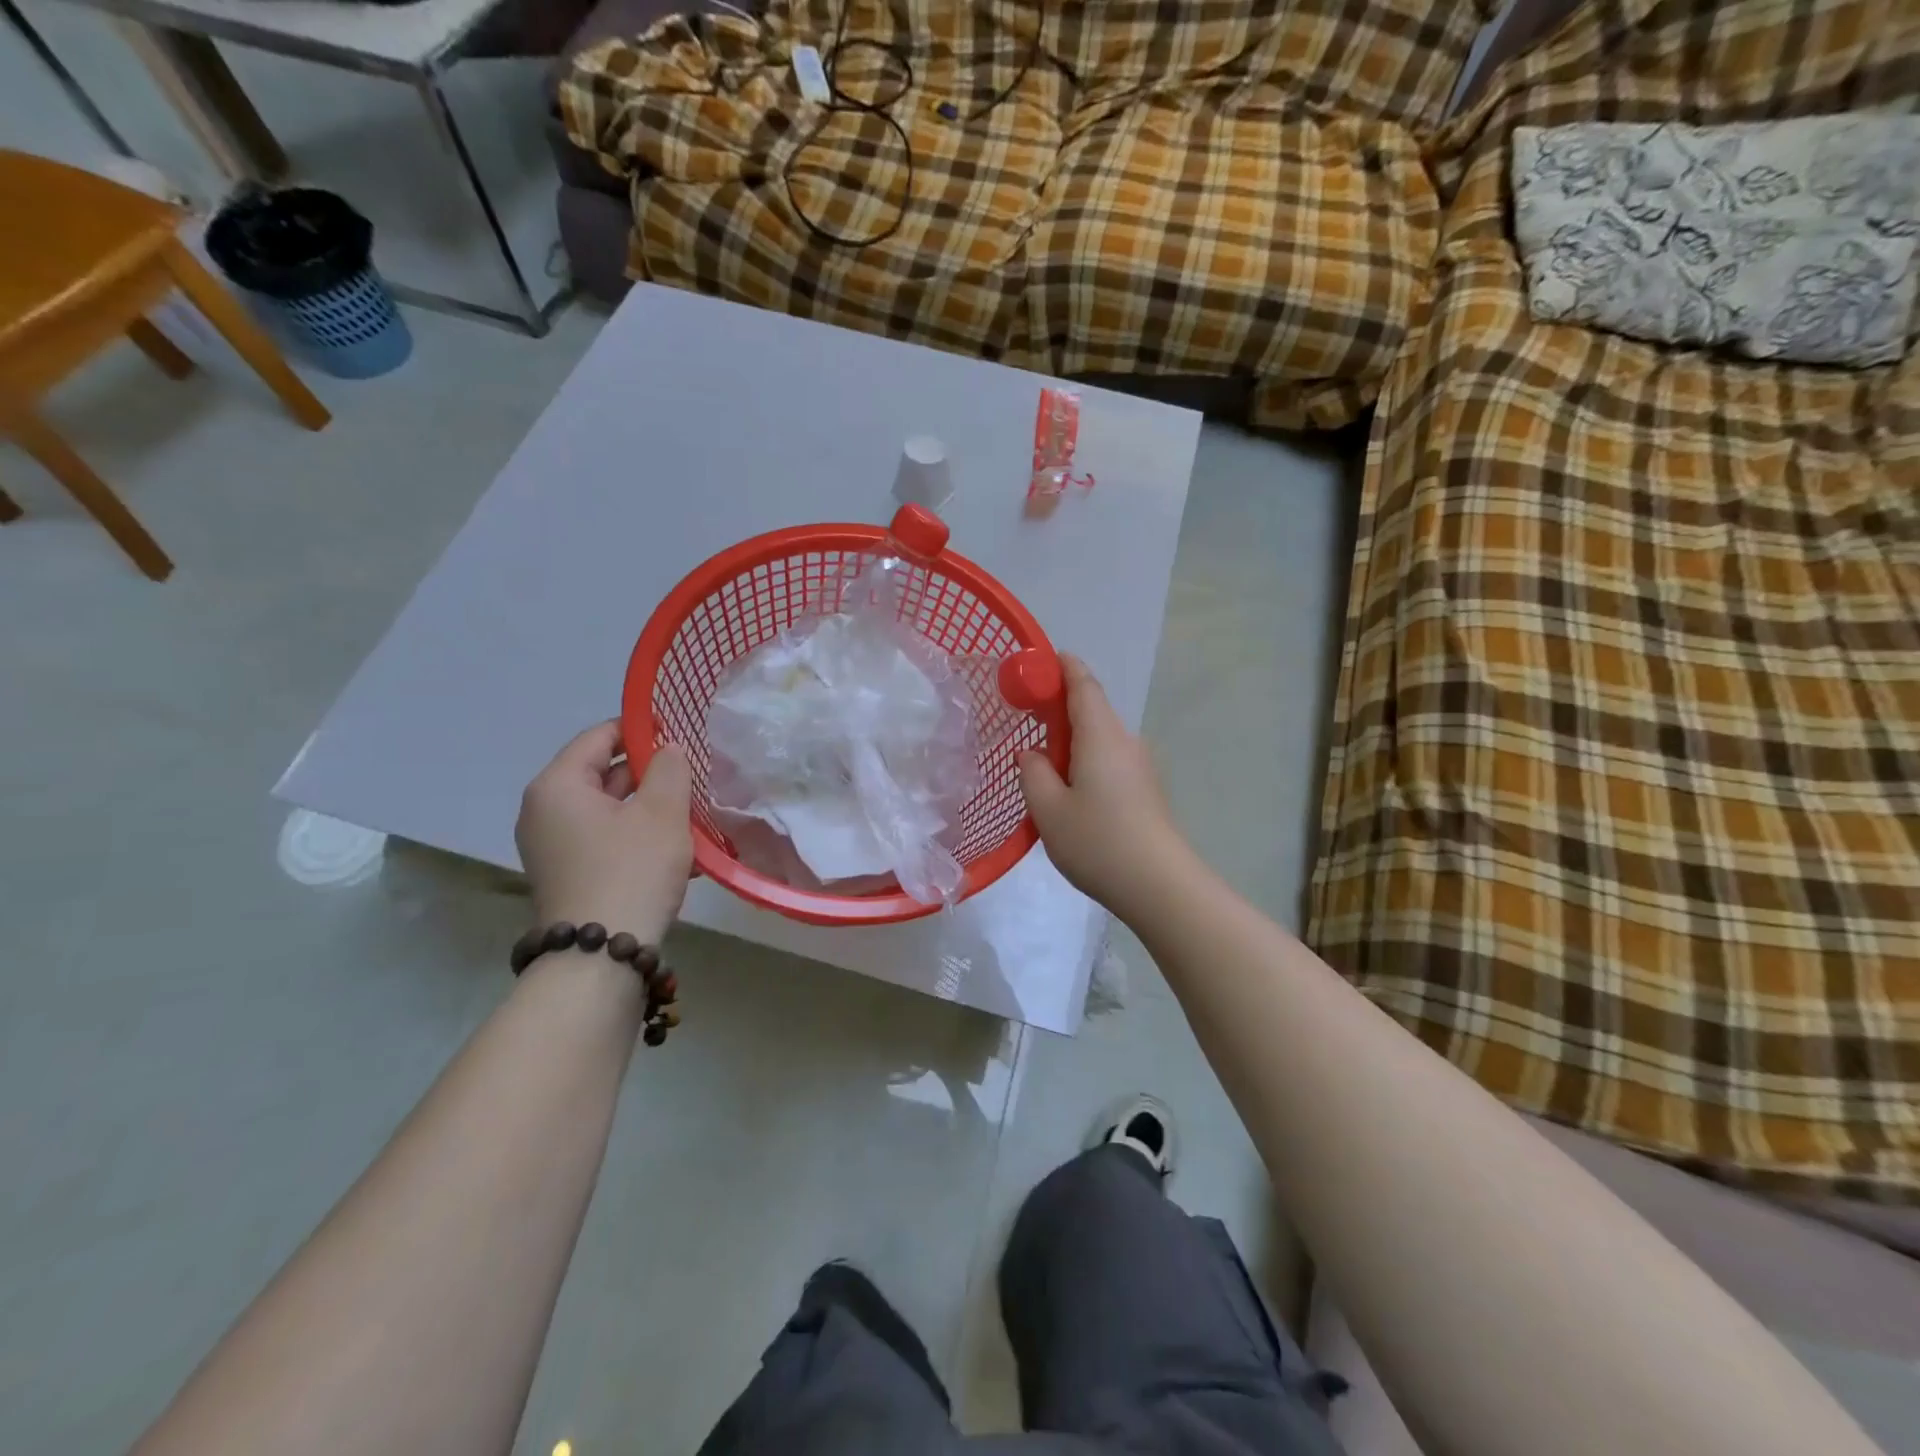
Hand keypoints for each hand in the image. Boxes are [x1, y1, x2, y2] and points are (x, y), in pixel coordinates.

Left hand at [516, 721, 693, 942]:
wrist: (601, 958)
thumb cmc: (632, 871)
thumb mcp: (662, 813)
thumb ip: (669, 769)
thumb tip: (667, 749)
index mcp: (558, 786)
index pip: (600, 736)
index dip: (641, 729)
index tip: (680, 735)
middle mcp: (544, 811)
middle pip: (603, 773)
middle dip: (650, 775)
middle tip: (693, 780)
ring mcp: (553, 846)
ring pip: (609, 810)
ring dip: (650, 810)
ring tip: (692, 819)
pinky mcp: (568, 873)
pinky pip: (606, 839)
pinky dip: (638, 837)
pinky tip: (679, 854)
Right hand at [1019, 656, 1189, 910]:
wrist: (1159, 885)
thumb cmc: (1098, 841)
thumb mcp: (1048, 809)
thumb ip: (1032, 772)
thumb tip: (1032, 753)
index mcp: (1100, 734)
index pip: (1082, 683)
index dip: (1061, 666)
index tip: (1036, 663)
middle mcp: (1125, 741)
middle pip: (1091, 709)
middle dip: (1058, 707)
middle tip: (1024, 719)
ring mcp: (1140, 765)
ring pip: (1099, 738)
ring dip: (1070, 740)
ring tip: (1041, 765)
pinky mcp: (1145, 789)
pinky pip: (1109, 760)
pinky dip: (1085, 761)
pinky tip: (1069, 791)